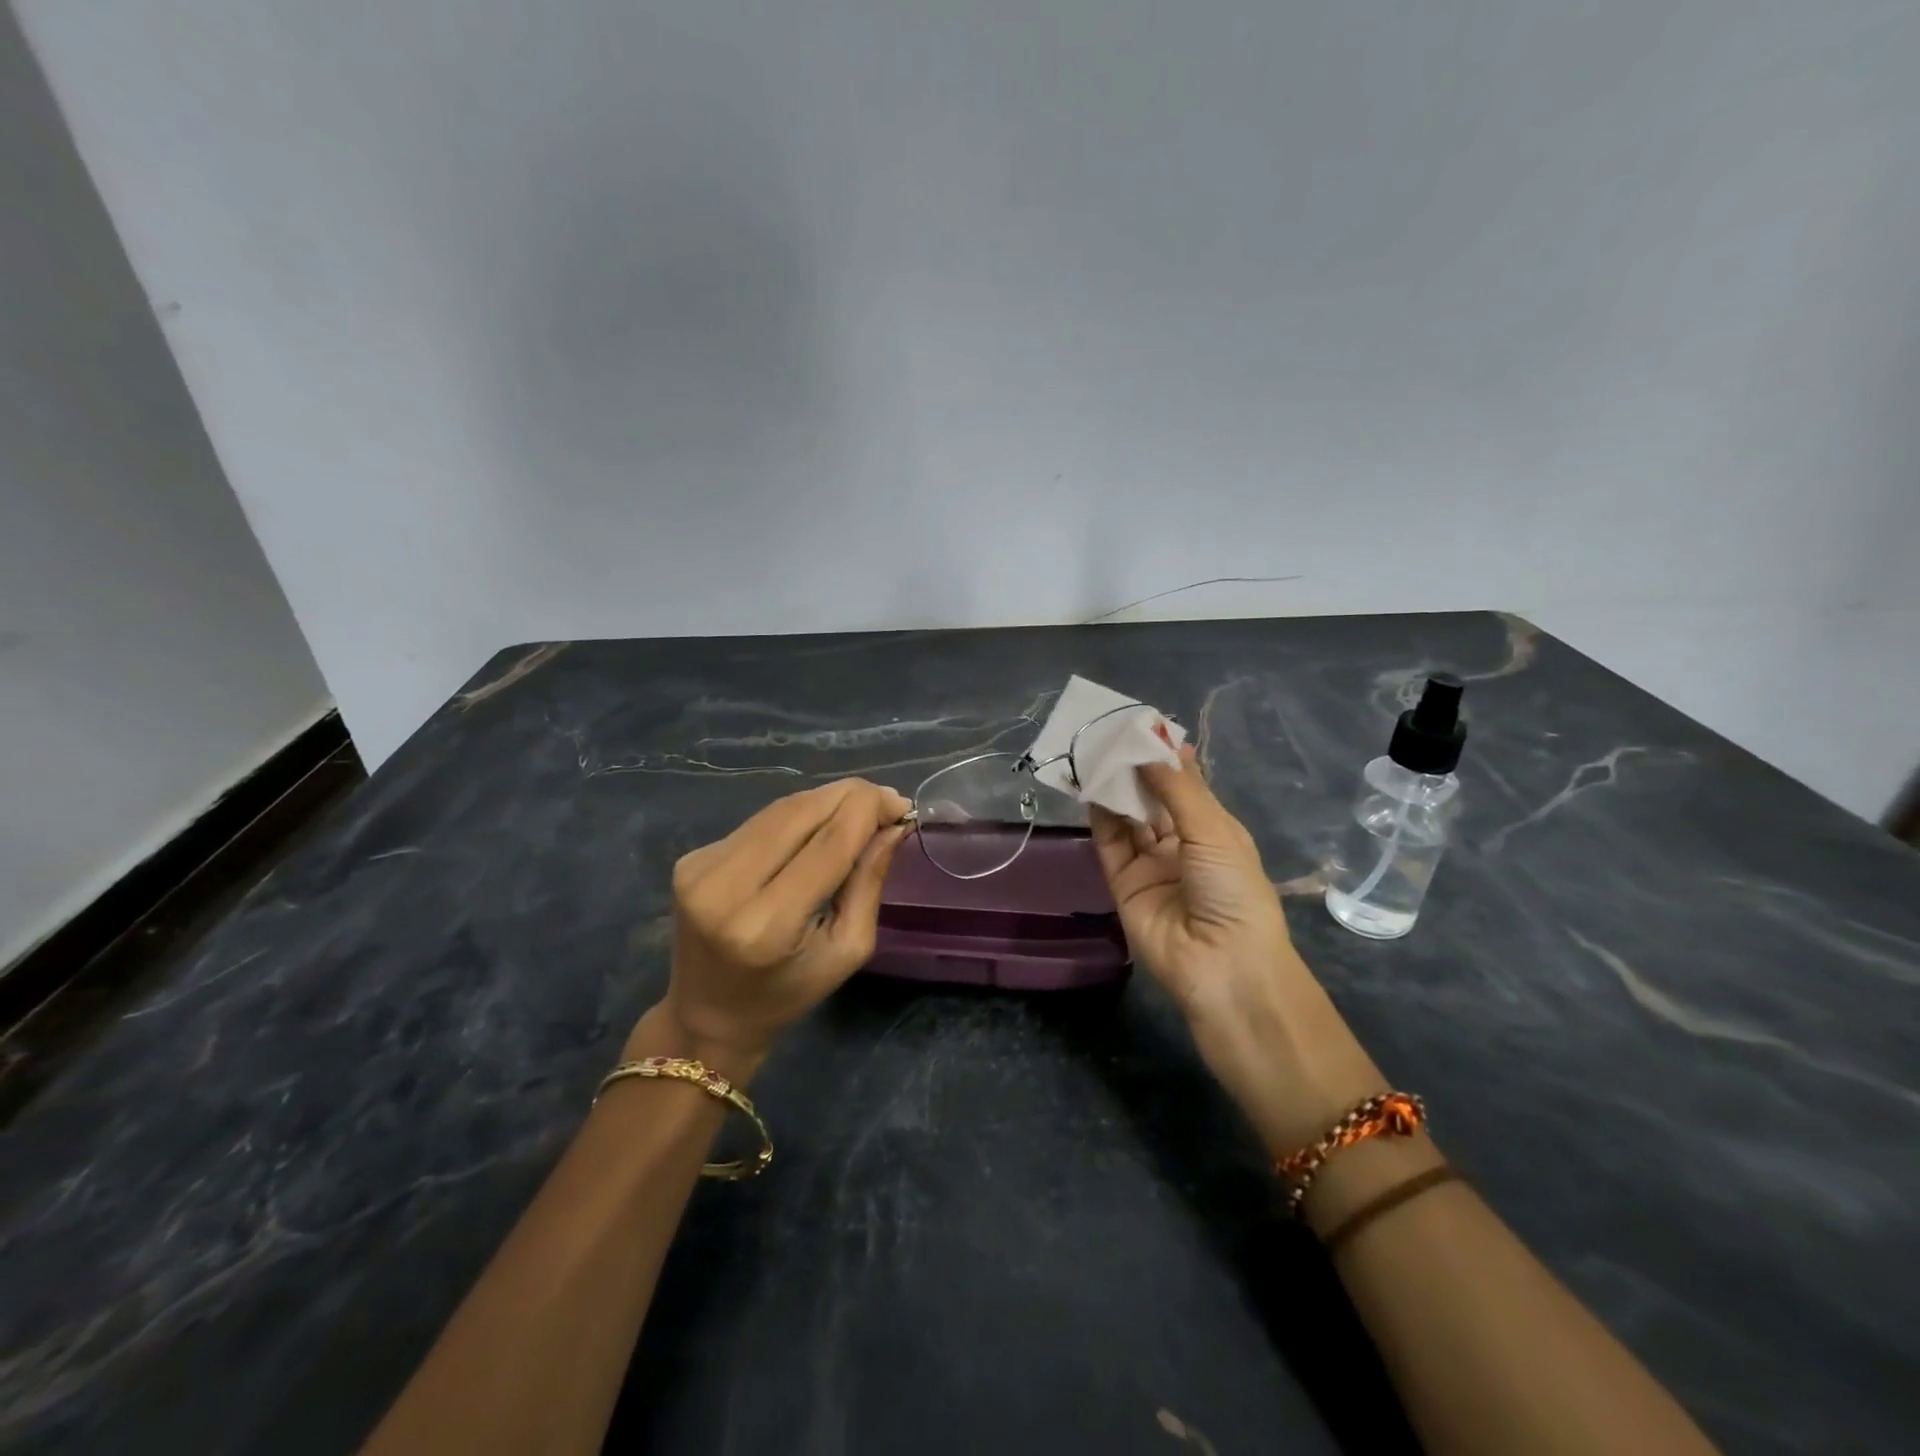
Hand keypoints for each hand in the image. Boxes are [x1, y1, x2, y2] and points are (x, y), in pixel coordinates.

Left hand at [640, 779, 911, 1082]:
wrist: (706, 1015)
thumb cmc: (788, 995)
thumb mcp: (846, 951)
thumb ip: (868, 883)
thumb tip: (893, 825)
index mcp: (767, 925)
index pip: (828, 843)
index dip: (869, 812)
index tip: (902, 805)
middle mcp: (725, 887)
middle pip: (801, 813)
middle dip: (851, 797)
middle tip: (887, 800)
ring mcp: (702, 867)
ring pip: (780, 809)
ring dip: (826, 800)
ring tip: (861, 807)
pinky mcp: (691, 857)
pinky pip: (759, 822)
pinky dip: (797, 815)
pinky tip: (819, 824)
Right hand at [1089, 747, 1386, 1155]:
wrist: (1220, 966)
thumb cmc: (1233, 891)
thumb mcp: (1213, 831)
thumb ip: (1177, 788)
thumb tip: (1154, 746)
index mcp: (1214, 831)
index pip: (1186, 785)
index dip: (1167, 757)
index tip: (1144, 725)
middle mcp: (1181, 844)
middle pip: (1153, 799)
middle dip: (1136, 769)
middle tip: (1111, 734)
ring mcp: (1150, 864)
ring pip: (1128, 817)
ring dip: (1115, 787)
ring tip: (1095, 753)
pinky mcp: (1122, 882)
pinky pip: (1109, 842)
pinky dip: (1099, 815)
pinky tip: (1090, 786)